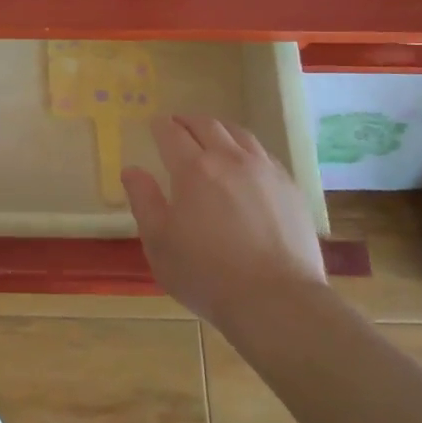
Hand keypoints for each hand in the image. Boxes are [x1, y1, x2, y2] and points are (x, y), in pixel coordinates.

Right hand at [121, 115, 325, 323]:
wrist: (277, 301)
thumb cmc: (207, 275)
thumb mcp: (159, 243)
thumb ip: (144, 201)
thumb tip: (132, 170)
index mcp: (193, 169)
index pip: (172, 134)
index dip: (160, 126)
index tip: (154, 124)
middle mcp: (230, 159)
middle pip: (207, 125)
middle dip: (188, 121)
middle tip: (178, 125)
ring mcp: (265, 170)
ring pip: (239, 134)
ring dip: (219, 129)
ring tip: (211, 136)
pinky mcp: (290, 187)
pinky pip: (264, 154)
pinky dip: (246, 149)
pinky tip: (245, 164)